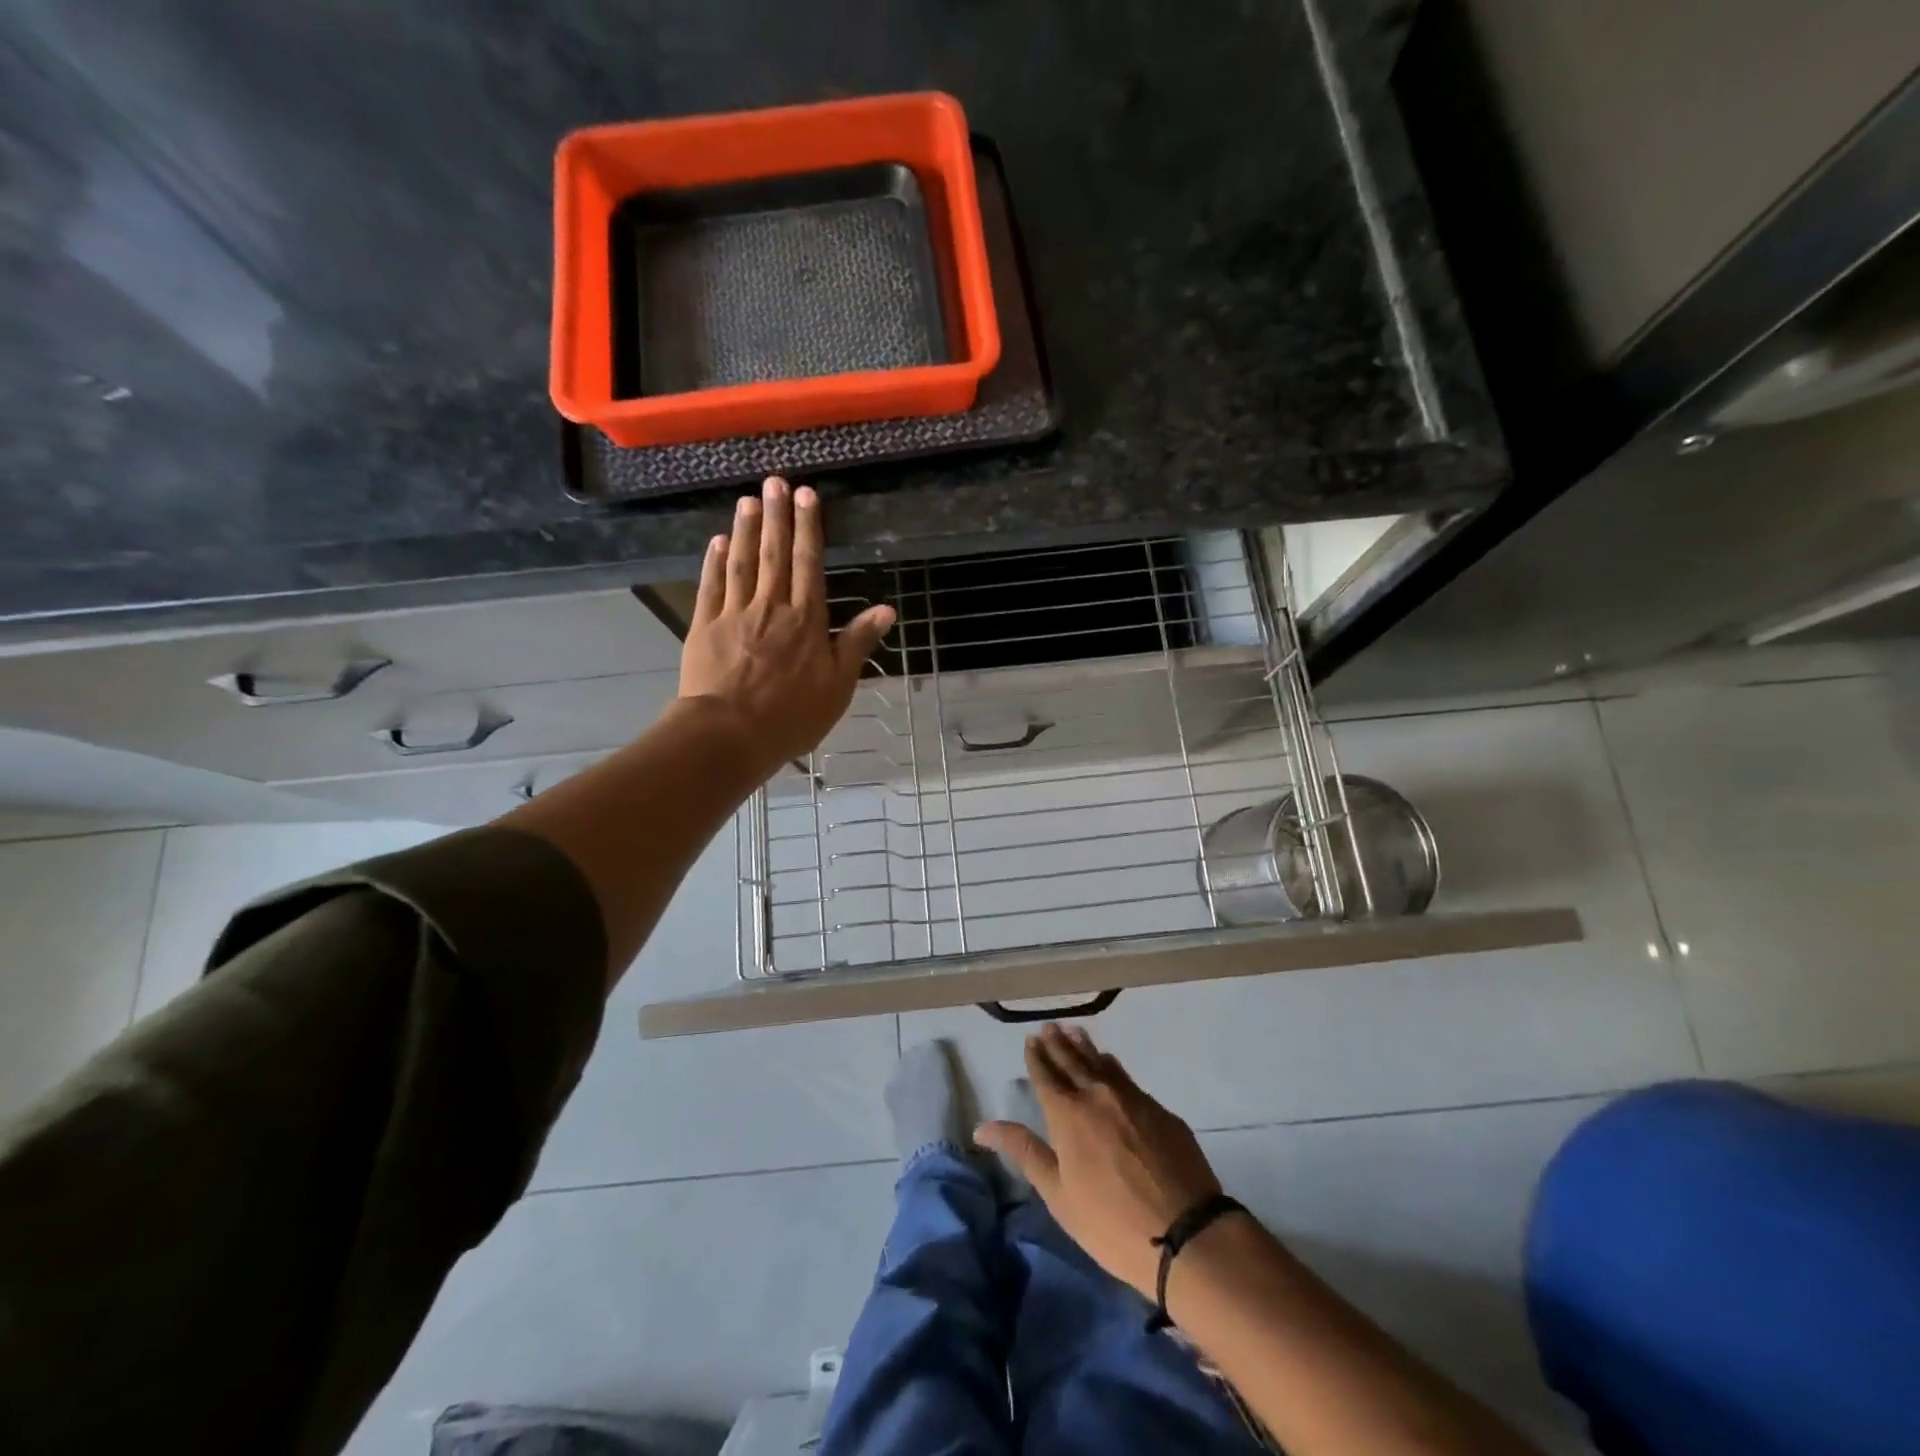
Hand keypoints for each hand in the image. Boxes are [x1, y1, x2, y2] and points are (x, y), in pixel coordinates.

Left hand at [680, 477, 895, 777]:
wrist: (730, 734)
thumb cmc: (792, 715)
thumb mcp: (838, 685)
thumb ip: (858, 642)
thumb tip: (886, 608)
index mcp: (806, 620)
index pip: (810, 564)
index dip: (809, 528)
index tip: (806, 495)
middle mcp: (771, 607)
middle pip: (775, 554)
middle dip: (777, 516)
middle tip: (775, 481)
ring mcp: (734, 613)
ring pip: (742, 562)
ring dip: (745, 529)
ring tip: (748, 500)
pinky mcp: (705, 626)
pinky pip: (711, 585)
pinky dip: (714, 561)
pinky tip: (717, 541)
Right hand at [976, 1023, 1224, 1296]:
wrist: (1187, 1235)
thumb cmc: (1111, 1224)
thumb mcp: (1058, 1195)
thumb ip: (1024, 1153)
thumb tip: (983, 1128)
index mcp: (1068, 1114)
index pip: (1046, 1075)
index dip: (1037, 1057)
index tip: (1030, 1040)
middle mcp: (1098, 1095)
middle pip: (1073, 1060)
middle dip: (1058, 1043)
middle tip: (1049, 1027)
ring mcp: (1132, 1099)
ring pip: (1102, 1063)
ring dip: (1085, 1046)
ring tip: (1074, 1032)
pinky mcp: (1160, 1111)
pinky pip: (1127, 1078)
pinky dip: (1112, 1067)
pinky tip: (1110, 1065)